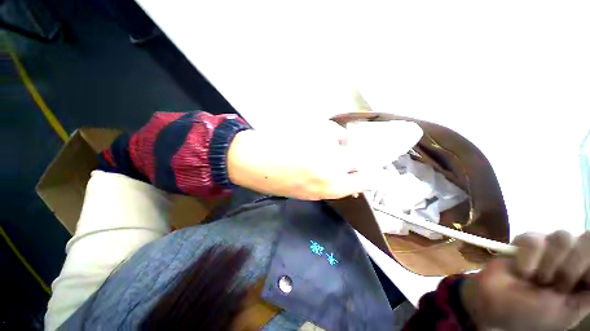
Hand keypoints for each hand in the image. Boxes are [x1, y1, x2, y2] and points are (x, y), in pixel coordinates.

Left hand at [227, 121, 374, 199]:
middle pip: (362, 159)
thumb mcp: (307, 192)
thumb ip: (330, 187)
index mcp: (330, 187)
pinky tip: (312, 137)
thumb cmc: (277, 181)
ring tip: (316, 147)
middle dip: (354, 159)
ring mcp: (327, 146)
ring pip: (345, 142)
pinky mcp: (318, 127)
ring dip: (336, 145)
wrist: (252, 160)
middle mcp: (334, 167)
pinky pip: (333, 129)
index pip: (367, 180)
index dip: (372, 175)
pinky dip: (327, 133)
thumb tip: (349, 186)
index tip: (372, 172)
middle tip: (339, 158)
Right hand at [461, 231, 589, 330]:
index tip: (580, 282)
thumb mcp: (568, 312)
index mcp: (584, 273)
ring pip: (562, 237)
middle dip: (571, 266)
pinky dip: (528, 257)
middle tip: (556, 284)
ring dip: (548, 264)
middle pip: (587, 239)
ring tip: (536, 279)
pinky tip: (522, 270)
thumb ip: (589, 294)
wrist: (496, 305)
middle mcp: (570, 256)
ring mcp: (547, 247)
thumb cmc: (534, 315)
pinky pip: (533, 239)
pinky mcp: (525, 242)